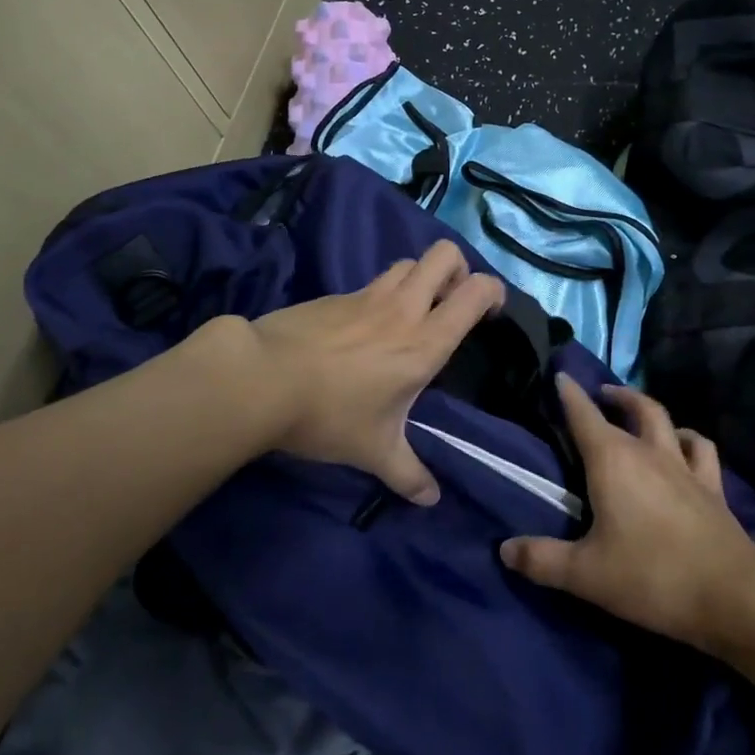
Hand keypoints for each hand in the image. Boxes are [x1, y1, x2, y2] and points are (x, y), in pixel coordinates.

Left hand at [246, 240, 504, 504]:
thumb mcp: (374, 452)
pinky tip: (363, 329)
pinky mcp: (334, 295)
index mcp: (425, 341)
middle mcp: (403, 308)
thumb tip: (430, 499)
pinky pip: (370, 282)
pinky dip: (380, 295)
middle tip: (450, 301)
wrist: (261, 379)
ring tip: (411, 312)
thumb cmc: (329, 415)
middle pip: (444, 254)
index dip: (493, 291)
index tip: (490, 311)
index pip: (475, 291)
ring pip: (407, 263)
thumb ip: (408, 475)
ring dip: (419, 277)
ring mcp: (366, 295)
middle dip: (457, 268)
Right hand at [499, 376, 754, 651]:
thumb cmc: (650, 575)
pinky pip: (700, 449)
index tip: (560, 375)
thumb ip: (542, 559)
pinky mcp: (712, 487)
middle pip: (633, 408)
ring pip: (667, 420)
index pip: (584, 416)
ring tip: (639, 412)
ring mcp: (684, 466)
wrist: (730, 593)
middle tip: (600, 393)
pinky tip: (683, 445)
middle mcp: (648, 452)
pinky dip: (688, 439)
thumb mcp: (585, 574)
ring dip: (649, 409)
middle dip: (613, 395)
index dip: (569, 394)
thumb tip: (505, 550)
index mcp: (612, 461)